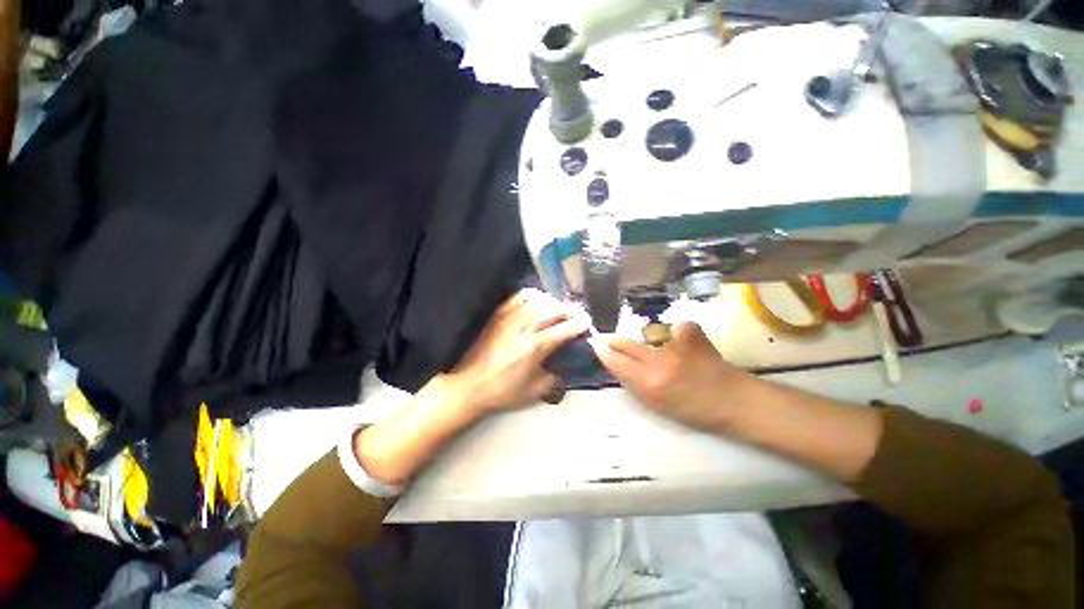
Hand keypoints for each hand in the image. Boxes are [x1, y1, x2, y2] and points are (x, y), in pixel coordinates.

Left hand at [447, 288, 589, 412]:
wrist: (469, 384)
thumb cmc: (502, 391)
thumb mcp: (535, 391)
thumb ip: (556, 376)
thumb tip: (569, 364)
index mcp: (534, 347)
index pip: (564, 328)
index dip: (580, 324)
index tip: (588, 324)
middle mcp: (524, 326)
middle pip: (554, 308)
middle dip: (571, 311)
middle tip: (577, 317)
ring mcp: (510, 316)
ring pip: (540, 299)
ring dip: (554, 303)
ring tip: (558, 310)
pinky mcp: (500, 313)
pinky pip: (521, 296)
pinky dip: (535, 296)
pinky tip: (538, 303)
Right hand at [590, 322, 750, 431]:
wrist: (734, 401)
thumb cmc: (693, 409)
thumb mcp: (656, 403)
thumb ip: (634, 382)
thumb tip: (617, 361)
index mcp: (649, 384)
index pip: (616, 362)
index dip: (603, 351)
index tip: (596, 344)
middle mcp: (658, 361)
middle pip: (626, 343)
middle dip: (614, 340)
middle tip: (608, 338)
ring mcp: (674, 344)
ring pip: (648, 334)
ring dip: (651, 341)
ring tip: (669, 352)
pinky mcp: (690, 332)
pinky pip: (673, 328)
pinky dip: (677, 335)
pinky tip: (689, 346)